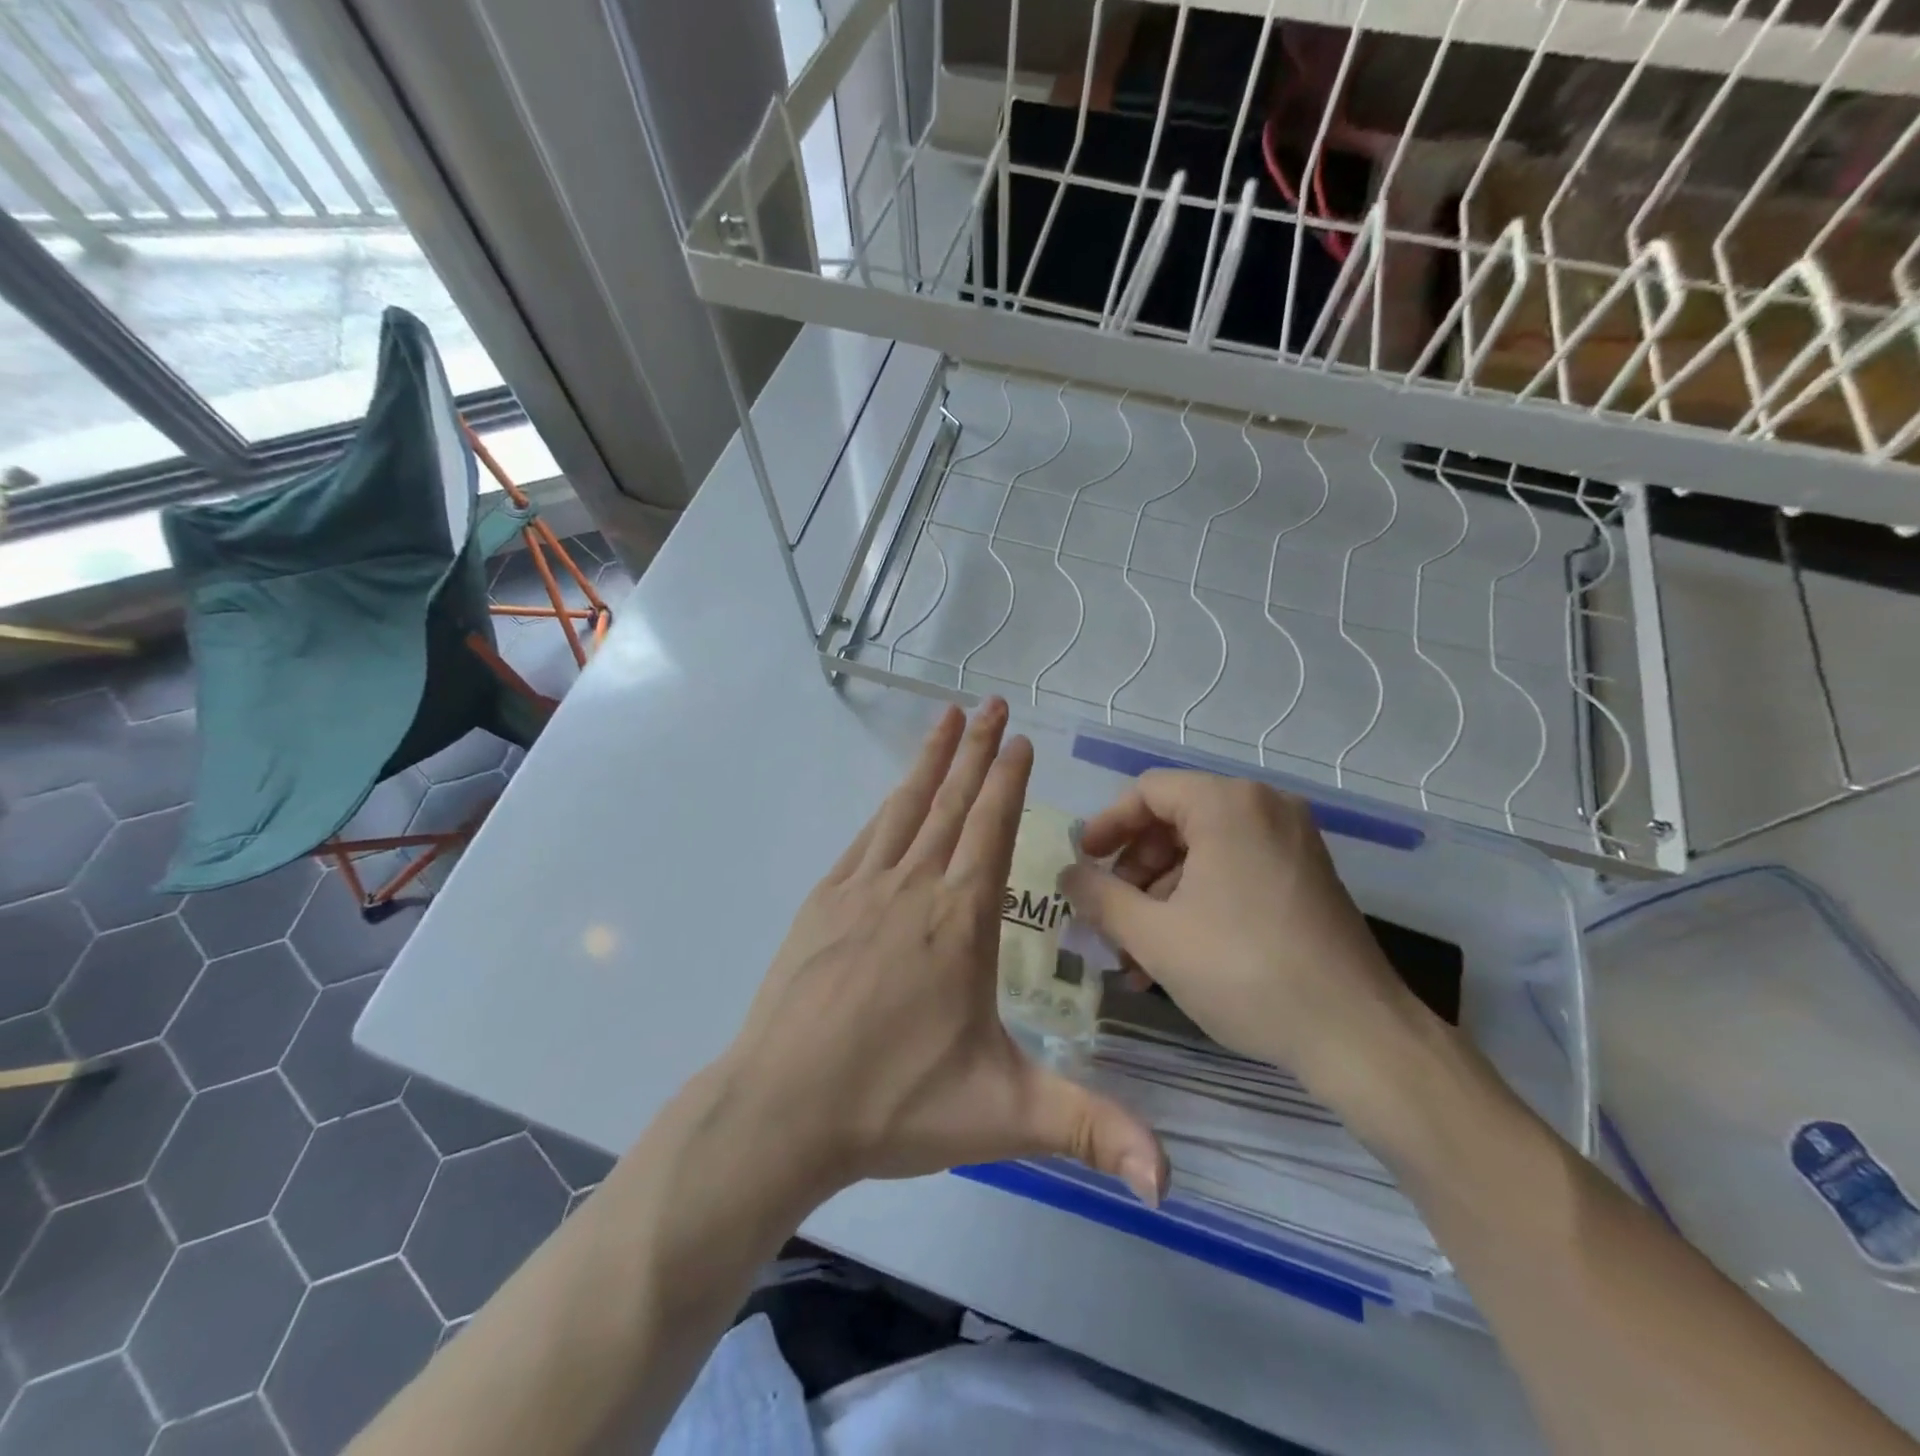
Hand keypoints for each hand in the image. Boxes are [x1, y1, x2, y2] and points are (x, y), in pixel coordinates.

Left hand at [717, 700, 1165, 1205]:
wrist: (779, 1111)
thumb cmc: (893, 1105)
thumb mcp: (1003, 1117)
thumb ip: (1090, 1130)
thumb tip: (1172, 1179)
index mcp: (959, 922)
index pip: (990, 831)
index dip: (1007, 781)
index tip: (1019, 739)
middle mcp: (912, 889)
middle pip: (950, 805)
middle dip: (976, 752)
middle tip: (991, 704)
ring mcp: (860, 892)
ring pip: (904, 810)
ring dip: (930, 762)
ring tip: (947, 720)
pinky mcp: (822, 905)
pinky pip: (864, 839)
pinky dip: (886, 807)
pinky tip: (894, 796)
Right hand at [1060, 771, 1429, 1090]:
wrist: (1356, 1034)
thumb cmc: (1244, 971)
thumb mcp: (1155, 936)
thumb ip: (1100, 897)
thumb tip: (1068, 874)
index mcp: (1228, 804)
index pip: (1147, 791)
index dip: (1106, 825)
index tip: (1083, 864)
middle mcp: (1264, 807)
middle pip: (1175, 819)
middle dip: (1134, 869)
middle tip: (1109, 913)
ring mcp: (1292, 841)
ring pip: (1204, 849)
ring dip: (1162, 893)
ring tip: (1135, 951)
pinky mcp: (1305, 875)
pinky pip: (1235, 868)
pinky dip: (1199, 898)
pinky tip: (1175, 952)